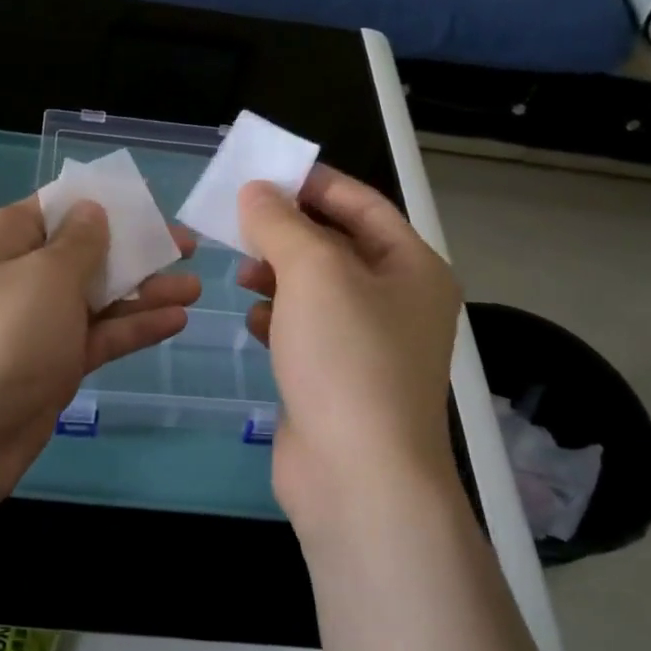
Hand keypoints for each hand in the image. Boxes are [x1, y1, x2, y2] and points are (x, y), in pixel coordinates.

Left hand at [0, 196, 199, 514]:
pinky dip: (133, 328)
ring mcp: (37, 324)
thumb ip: (80, 242)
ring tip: (194, 287)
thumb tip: (92, 209)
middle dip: (135, 250)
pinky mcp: (53, 365)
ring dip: (144, 292)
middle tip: (188, 248)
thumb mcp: (46, 276)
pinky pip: (98, 336)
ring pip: (98, 298)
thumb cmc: (2, 336)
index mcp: (5, 240)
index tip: (150, 206)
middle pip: (85, 253)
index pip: (58, 208)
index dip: (104, 204)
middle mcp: (19, 276)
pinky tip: (176, 320)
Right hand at [236, 166, 461, 531]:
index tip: (262, 173)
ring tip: (240, 271)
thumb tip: (256, 192)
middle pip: (337, 246)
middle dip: (287, 231)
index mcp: (412, 267)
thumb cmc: (346, 358)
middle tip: (238, 221)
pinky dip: (278, 318)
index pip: (361, 204)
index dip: (313, 183)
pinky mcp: (337, 380)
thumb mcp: (313, 272)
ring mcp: (368, 345)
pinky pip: (305, 331)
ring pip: (316, 290)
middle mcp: (397, 302)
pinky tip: (253, 319)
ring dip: (278, 274)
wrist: (357, 476)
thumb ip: (281, 222)